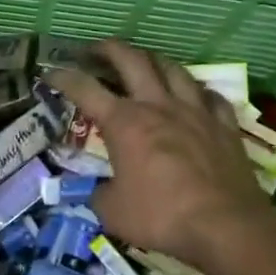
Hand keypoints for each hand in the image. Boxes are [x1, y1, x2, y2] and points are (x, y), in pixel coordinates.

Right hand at [44, 41, 270, 271]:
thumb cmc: (161, 216)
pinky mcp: (224, 126)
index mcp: (124, 123)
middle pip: (132, 60)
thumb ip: (99, 194)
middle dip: (109, 49)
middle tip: (96, 49)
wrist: (226, 225)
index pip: (85, 89)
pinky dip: (198, 92)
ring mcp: (195, 112)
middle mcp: (158, 106)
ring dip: (154, 60)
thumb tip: (99, 191)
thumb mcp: (113, 212)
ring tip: (145, 62)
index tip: (49, 72)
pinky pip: (211, 96)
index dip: (63, 77)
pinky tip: (196, 95)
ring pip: (173, 69)